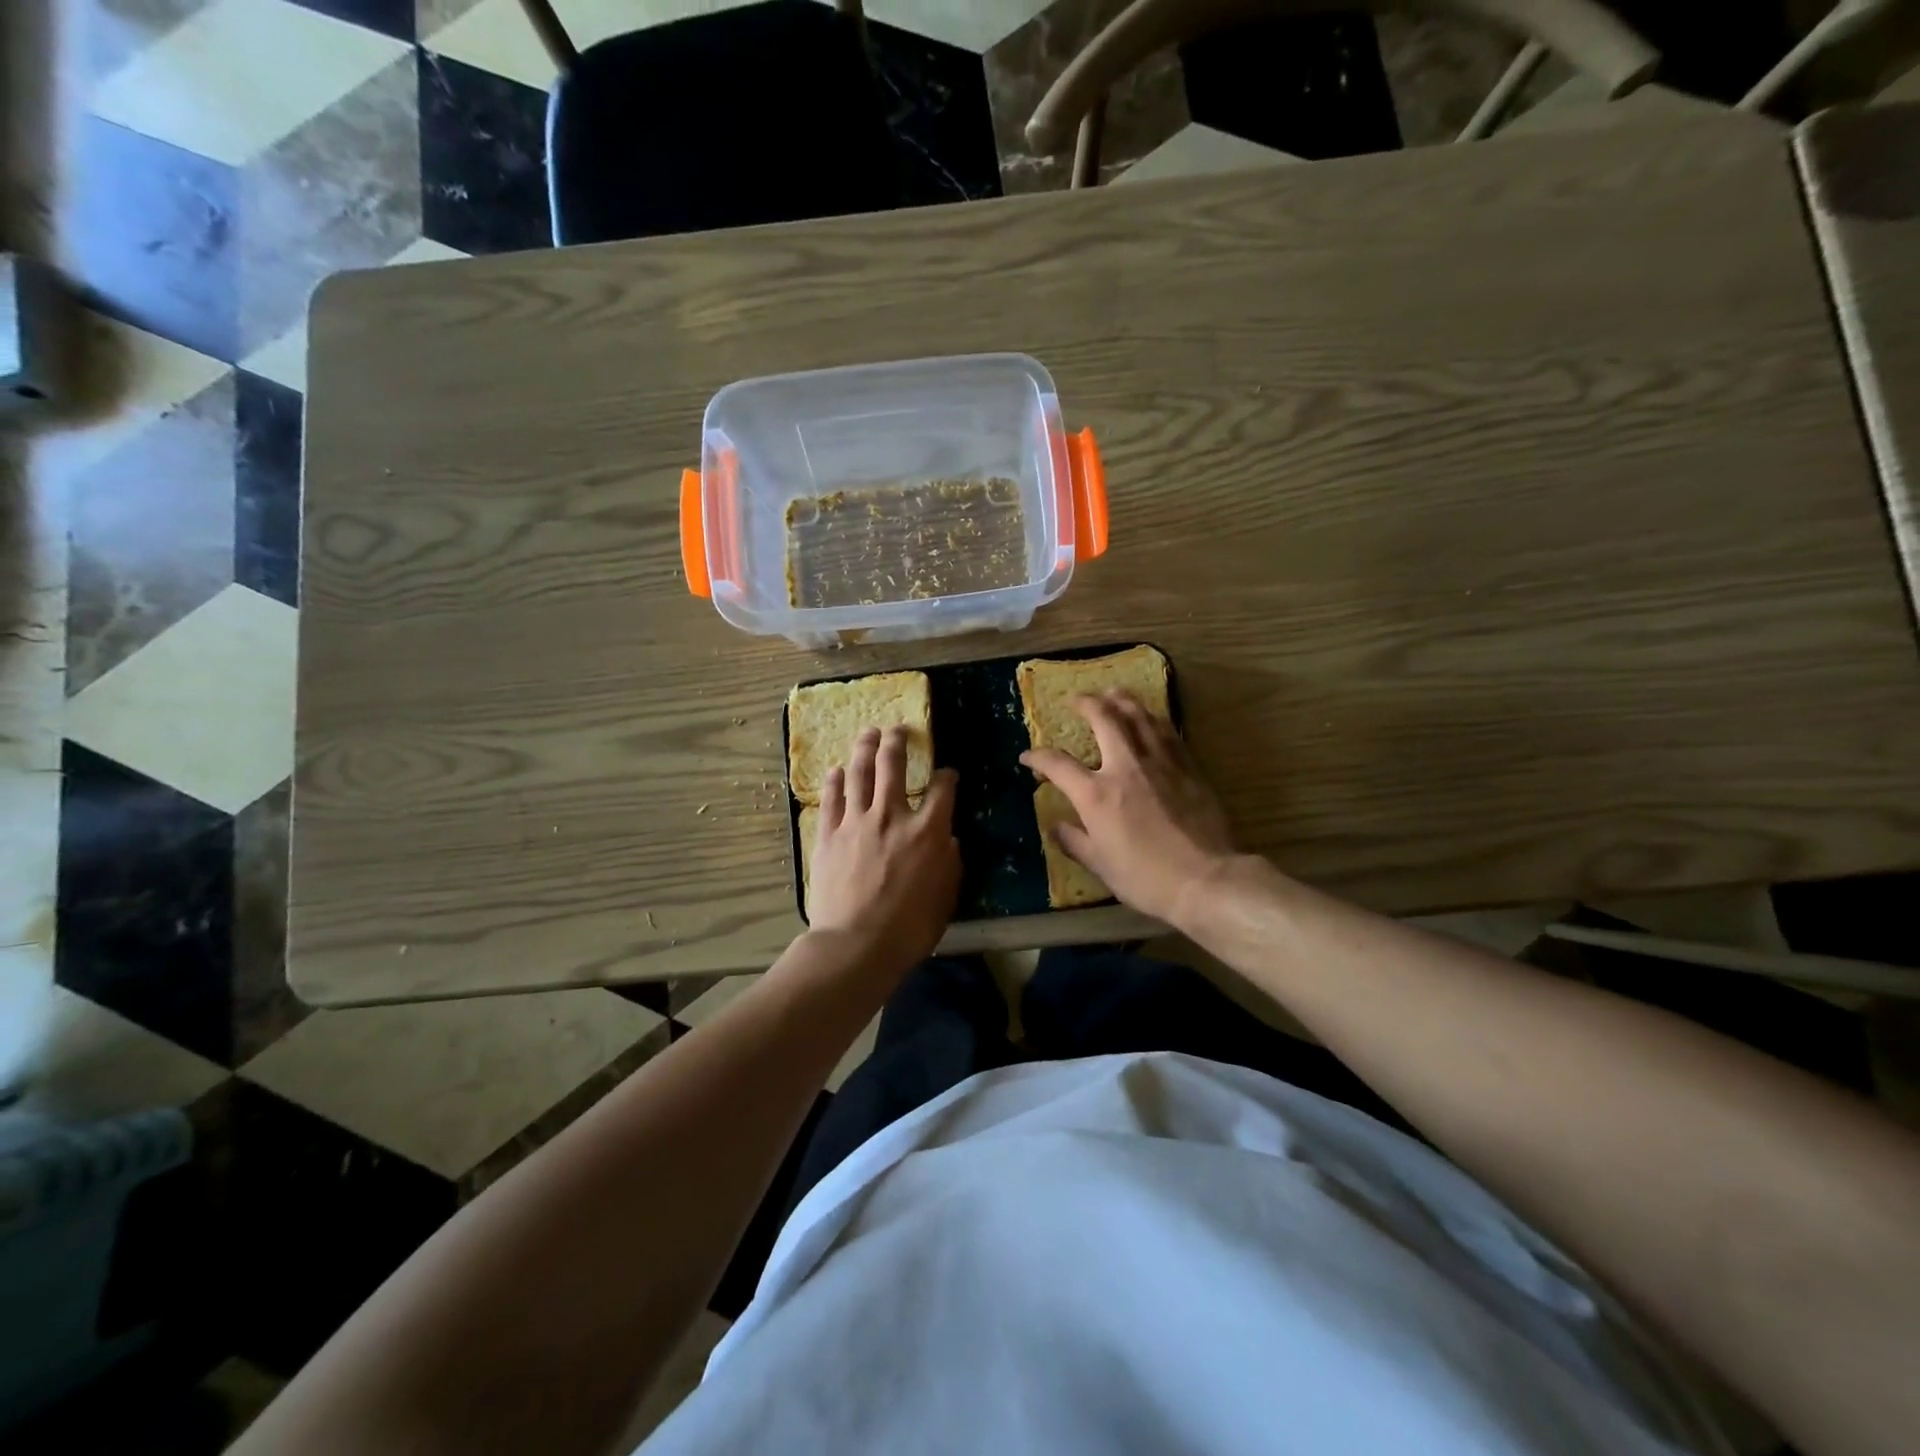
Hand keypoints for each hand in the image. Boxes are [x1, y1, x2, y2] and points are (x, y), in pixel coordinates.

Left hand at [807, 727, 960, 973]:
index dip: (948, 777)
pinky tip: (837, 770)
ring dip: (865, 748)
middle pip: (893, 766)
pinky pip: (831, 799)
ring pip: (859, 773)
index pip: (942, 790)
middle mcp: (891, 816)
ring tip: (869, 733)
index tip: (948, 774)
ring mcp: (856, 822)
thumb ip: (950, 864)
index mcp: (927, 832)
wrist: (856, 945)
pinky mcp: (828, 835)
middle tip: (898, 730)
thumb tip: (950, 840)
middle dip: (898, 742)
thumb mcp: (946, 897)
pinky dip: (836, 781)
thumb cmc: (909, 928)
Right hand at [1021, 691, 1237, 926]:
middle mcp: (1126, 767)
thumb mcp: (1101, 866)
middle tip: (1077, 699)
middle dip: (1087, 704)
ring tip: (1113, 693)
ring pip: (1140, 717)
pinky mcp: (1189, 767)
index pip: (1058, 764)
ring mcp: (1160, 763)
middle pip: (1104, 719)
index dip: (1038, 757)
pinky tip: (1151, 718)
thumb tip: (1056, 826)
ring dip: (1123, 700)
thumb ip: (1075, 841)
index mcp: (1096, 794)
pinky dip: (1154, 719)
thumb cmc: (1146, 878)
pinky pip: (1168, 732)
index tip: (1027, 757)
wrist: (1205, 879)